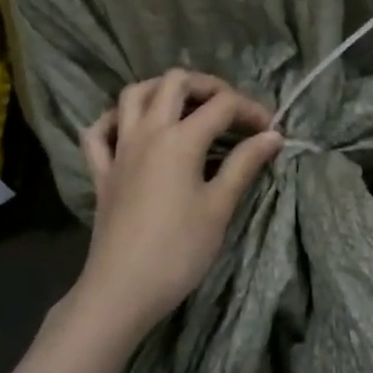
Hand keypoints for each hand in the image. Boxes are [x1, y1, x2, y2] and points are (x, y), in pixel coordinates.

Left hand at [76, 70, 282, 333]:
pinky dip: (116, 120)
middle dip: (207, 85)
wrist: (122, 290)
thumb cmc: (179, 250)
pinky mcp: (101, 172)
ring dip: (161, 89)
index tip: (270, 130)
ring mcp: (119, 150)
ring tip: (185, 105)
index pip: (222, 105)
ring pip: (133, 95)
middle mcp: (147, 132)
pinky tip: (132, 128)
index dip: (251, 110)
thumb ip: (244, 164)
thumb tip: (272, 135)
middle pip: (175, 82)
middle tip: (230, 108)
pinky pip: (99, 132)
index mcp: (180, 139)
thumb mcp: (219, 207)